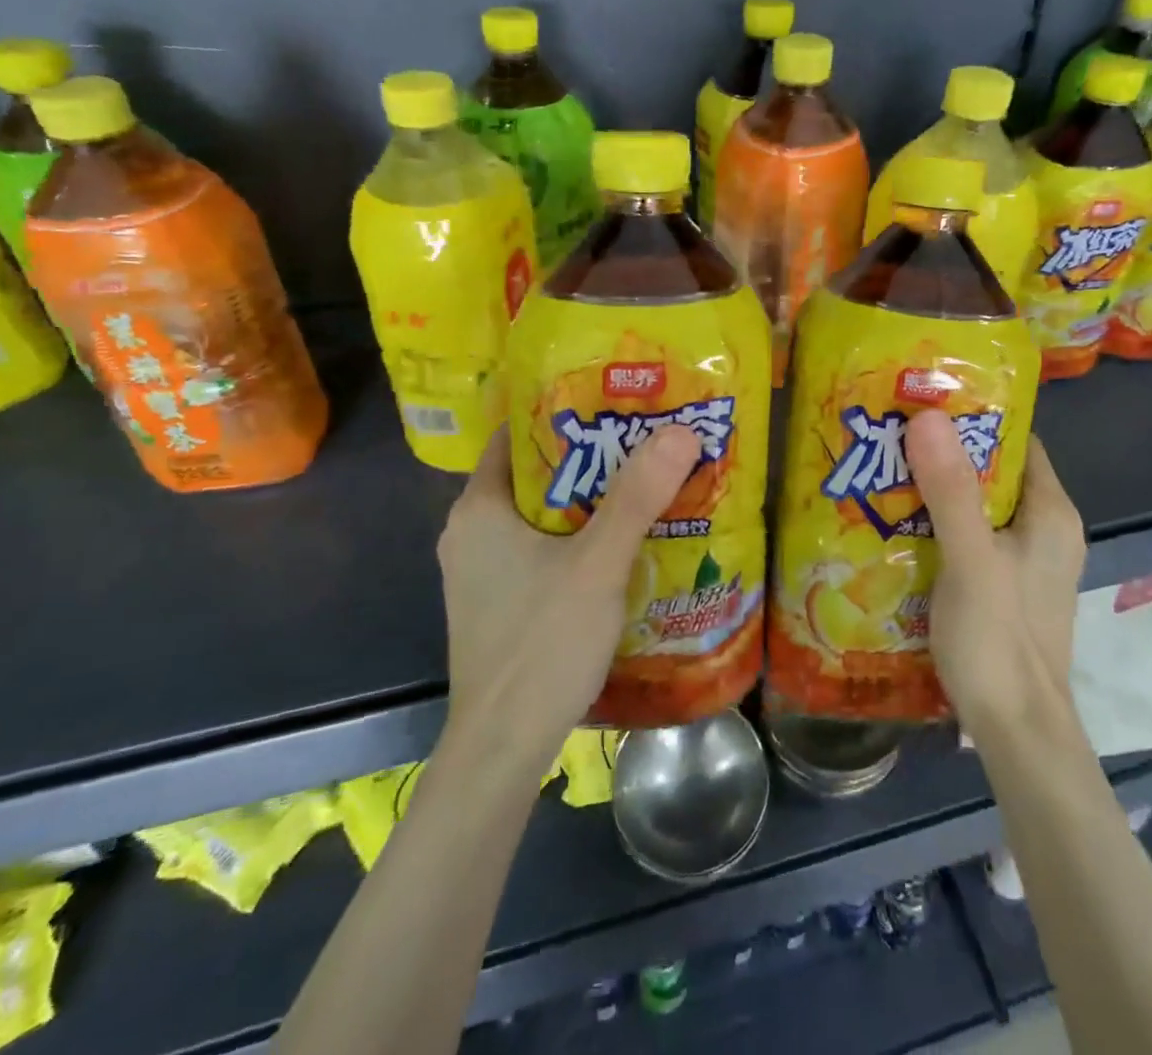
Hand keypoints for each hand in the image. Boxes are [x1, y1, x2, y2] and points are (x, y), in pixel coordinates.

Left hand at [436, 425, 700, 764]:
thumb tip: (680, 430)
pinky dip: (578, 536)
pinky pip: (541, 548)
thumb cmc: (541, 644)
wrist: (503, 749)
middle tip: (645, 440)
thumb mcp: (597, 564)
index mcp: (480, 508)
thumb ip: (637, 497)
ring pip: (542, 514)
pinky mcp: (499, 602)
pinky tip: (621, 542)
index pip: (519, 434)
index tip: (618, 401)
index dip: (566, 411)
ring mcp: (482, 571)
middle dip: (591, 456)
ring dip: (589, 499)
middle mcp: (472, 532)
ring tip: (644, 483)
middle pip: (537, 473)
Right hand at [907, 411, 1085, 734]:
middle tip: (889, 437)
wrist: (1017, 734)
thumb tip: (928, 415)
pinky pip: (969, 540)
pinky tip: (897, 527)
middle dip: (943, 454)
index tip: (922, 402)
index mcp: (1051, 513)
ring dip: (935, 492)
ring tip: (883, 473)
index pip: (1016, 441)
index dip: (973, 417)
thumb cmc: (999, 640)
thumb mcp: (971, 559)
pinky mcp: (1004, 589)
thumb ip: (951, 490)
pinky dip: (937, 528)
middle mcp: (1045, 531)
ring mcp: (1025, 563)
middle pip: (992, 473)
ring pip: (977, 508)